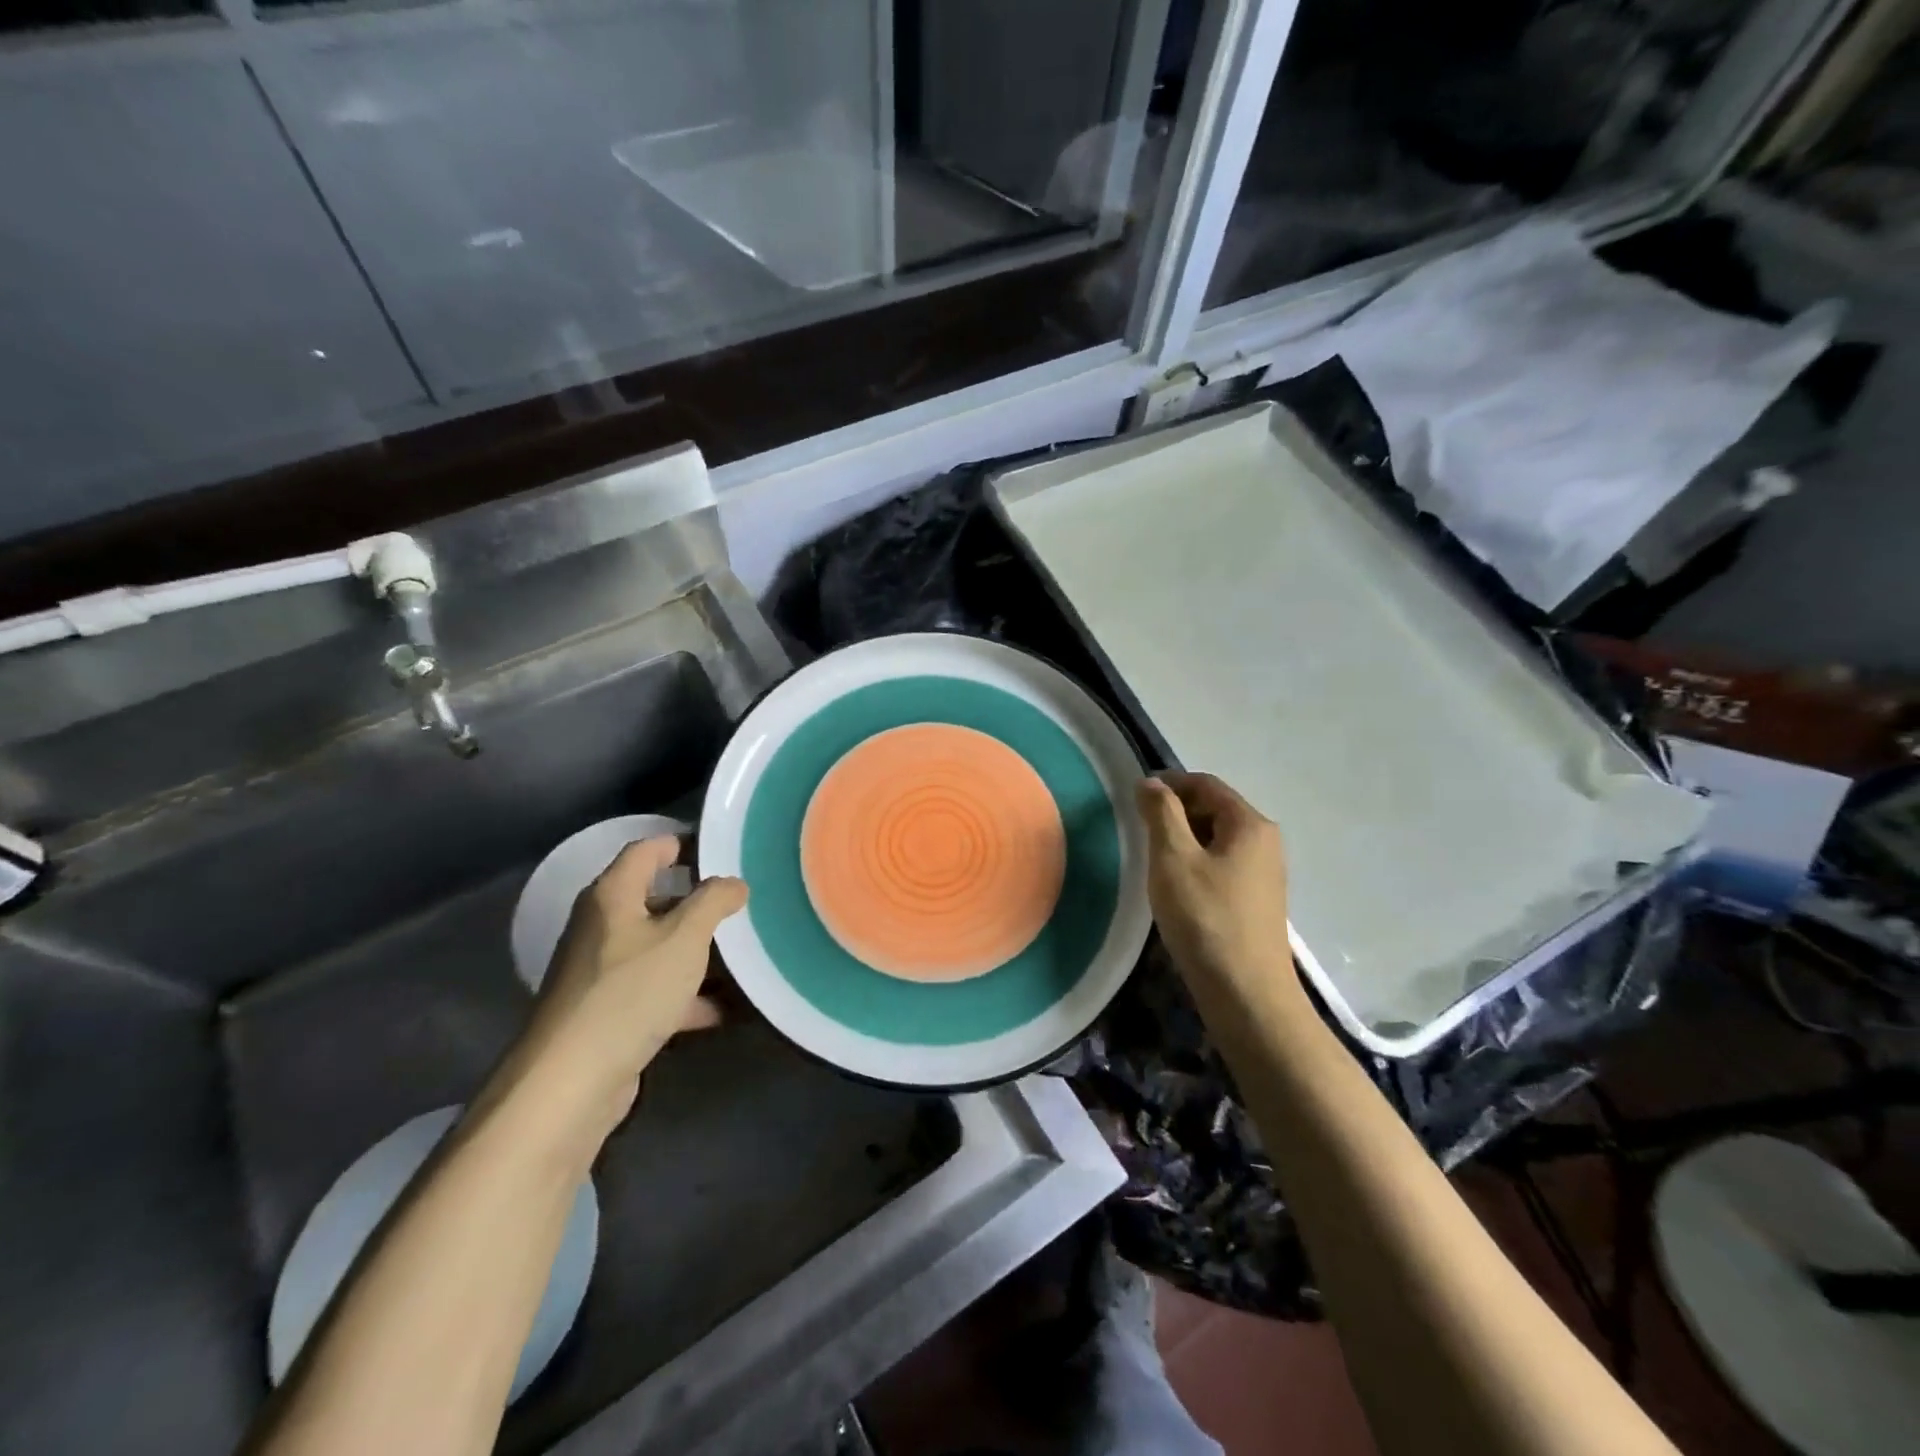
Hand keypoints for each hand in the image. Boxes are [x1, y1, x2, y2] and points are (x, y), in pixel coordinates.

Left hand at [517, 838, 747, 1129]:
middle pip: (656, 899)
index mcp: (612, 895)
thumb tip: (734, 883)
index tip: (724, 850)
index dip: (683, 843)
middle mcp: (602, 926)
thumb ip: (713, 901)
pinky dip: (688, 995)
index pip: (648, 849)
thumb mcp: (684, 938)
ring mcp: (602, 972)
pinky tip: (727, 1008)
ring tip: (744, 954)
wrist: (570, 1082)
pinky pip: (656, 990)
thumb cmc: (629, 992)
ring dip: (698, 952)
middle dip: (700, 903)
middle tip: (743, 904)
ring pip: (659, 947)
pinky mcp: (609, 1012)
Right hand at [1135, 773, 1299, 1015]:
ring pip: (1218, 839)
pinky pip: (1223, 864)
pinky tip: (1176, 886)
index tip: (1135, 794)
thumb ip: (1161, 814)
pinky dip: (1197, 862)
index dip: (1170, 783)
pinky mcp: (1257, 900)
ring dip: (1184, 839)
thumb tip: (1151, 783)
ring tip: (1153, 858)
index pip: (1206, 784)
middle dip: (1176, 811)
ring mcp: (1265, 873)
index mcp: (1250, 824)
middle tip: (1139, 828)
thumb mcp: (1173, 859)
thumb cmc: (1205, 918)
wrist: (1246, 994)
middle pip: (1215, 808)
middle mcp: (1265, 842)